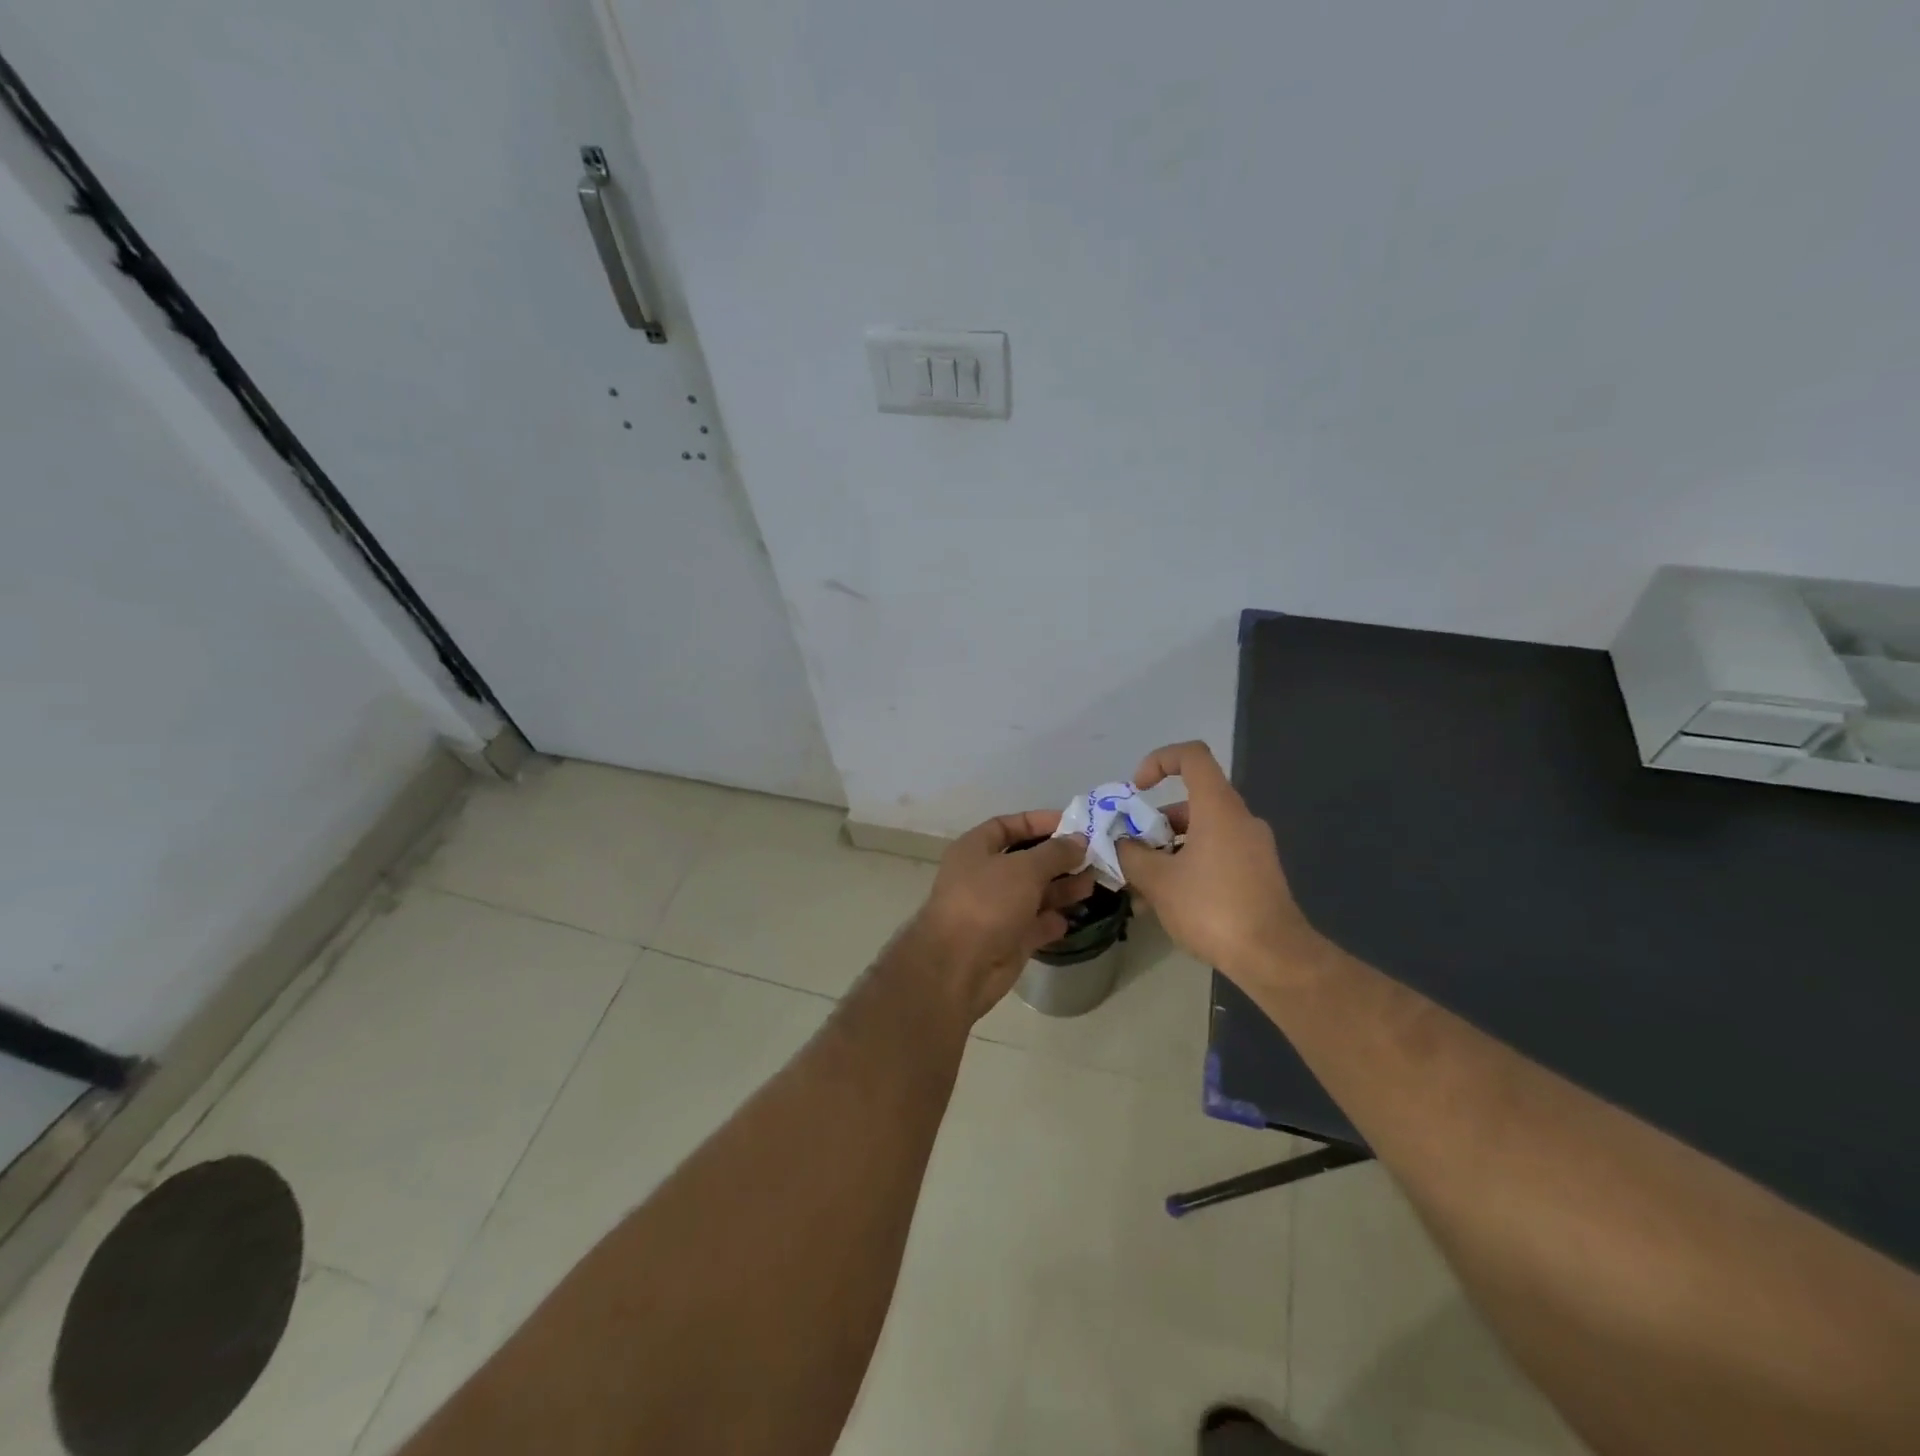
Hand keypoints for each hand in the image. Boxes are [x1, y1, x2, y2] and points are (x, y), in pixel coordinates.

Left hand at [891, 811, 1093, 1022]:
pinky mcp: (1007, 940)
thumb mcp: (1025, 868)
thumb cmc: (988, 902)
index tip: (1074, 824)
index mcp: (975, 849)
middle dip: (1058, 858)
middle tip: (1093, 857)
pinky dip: (1051, 921)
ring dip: (1061, 888)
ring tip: (1092, 884)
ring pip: (1034, 893)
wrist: (959, 966)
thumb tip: (1079, 840)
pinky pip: (1034, 924)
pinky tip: (1071, 918)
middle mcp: (984, 876)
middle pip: (1026, 860)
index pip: (1008, 825)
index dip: (1039, 822)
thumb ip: (1055, 852)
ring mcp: (995, 910)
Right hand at [1113, 742, 1326, 988]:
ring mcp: (1253, 848)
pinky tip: (1166, 903)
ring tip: (1141, 886)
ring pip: (1201, 834)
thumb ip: (1131, 854)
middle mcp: (1240, 819)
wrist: (1274, 957)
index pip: (1192, 756)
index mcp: (1218, 808)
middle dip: (1155, 823)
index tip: (1138, 790)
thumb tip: (1121, 843)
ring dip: (1168, 851)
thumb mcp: (1158, 881)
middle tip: (1130, 851)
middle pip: (1192, 802)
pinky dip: (1188, 867)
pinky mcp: (1258, 875)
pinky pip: (1215, 856)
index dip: (1160, 761)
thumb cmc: (1213, 908)